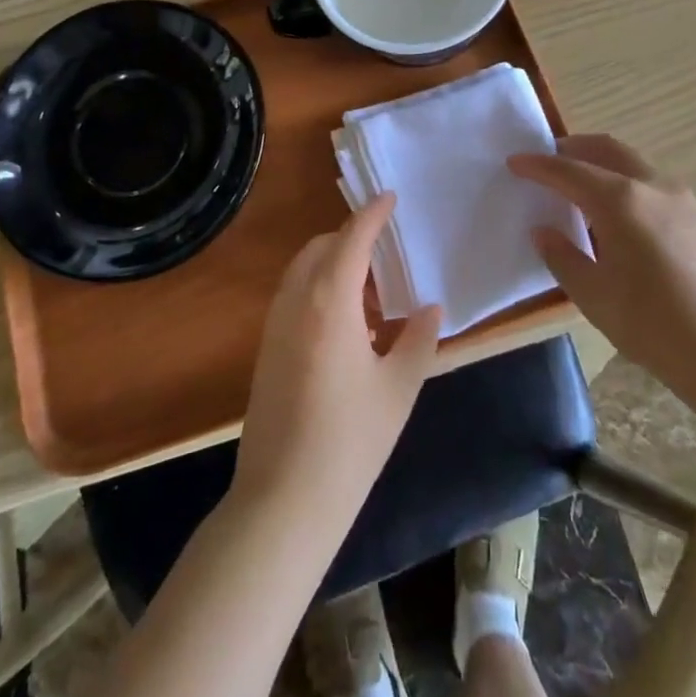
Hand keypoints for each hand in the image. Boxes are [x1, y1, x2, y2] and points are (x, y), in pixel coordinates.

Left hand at [233, 195, 441, 536]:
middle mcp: (296, 301)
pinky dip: (318, 288)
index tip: (389, 197)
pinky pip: (293, 296)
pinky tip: (346, 323)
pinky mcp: (266, 349)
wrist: (283, 499)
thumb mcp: (398, 389)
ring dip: (332, 263)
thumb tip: (429, 308)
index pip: (351, 239)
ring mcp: (275, 325)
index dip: (372, 214)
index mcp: (329, 301)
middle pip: (320, 248)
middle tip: (385, 250)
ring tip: (370, 288)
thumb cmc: (350, 441)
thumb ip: (418, 340)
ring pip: (302, 271)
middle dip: (349, 237)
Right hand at [509, 134, 695, 419]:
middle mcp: (653, 187)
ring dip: (601, 164)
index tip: (513, 162)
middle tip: (545, 160)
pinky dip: (624, 182)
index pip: (569, 171)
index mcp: (621, 201)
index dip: (537, 165)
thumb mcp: (594, 297)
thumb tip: (544, 230)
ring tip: (577, 186)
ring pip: (633, 164)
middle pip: (607, 149)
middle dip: (572, 149)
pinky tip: (615, 215)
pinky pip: (651, 185)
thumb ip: (563, 256)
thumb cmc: (656, 329)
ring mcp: (684, 201)